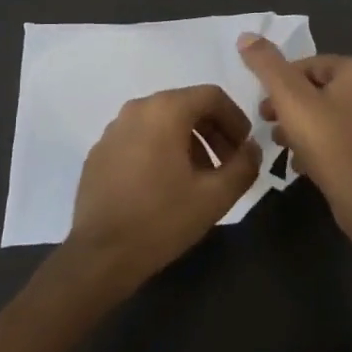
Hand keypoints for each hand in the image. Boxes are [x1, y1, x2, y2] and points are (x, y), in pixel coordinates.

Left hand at [67, 84, 261, 290]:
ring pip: (162, 122)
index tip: (245, 149)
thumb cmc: (162, 219)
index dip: (236, 119)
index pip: (212, 96)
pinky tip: (165, 186)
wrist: (100, 255)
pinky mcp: (99, 151)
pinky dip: (160, 150)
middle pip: (186, 106)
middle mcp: (137, 108)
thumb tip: (252, 149)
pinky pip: (139, 138)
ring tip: (199, 179)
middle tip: (227, 165)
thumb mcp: (215, 196)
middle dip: (213, 132)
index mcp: (165, 110)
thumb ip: (244, 166)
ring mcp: (113, 129)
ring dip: (188, 142)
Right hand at [237, 35, 351, 231]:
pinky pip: (345, 139)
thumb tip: (246, 36)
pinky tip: (303, 164)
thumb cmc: (329, 143)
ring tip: (280, 145)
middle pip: (321, 90)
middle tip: (267, 123)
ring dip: (304, 126)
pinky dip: (323, 145)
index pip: (310, 64)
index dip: (281, 82)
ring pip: (332, 115)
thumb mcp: (290, 99)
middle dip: (291, 105)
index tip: (263, 104)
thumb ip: (267, 65)